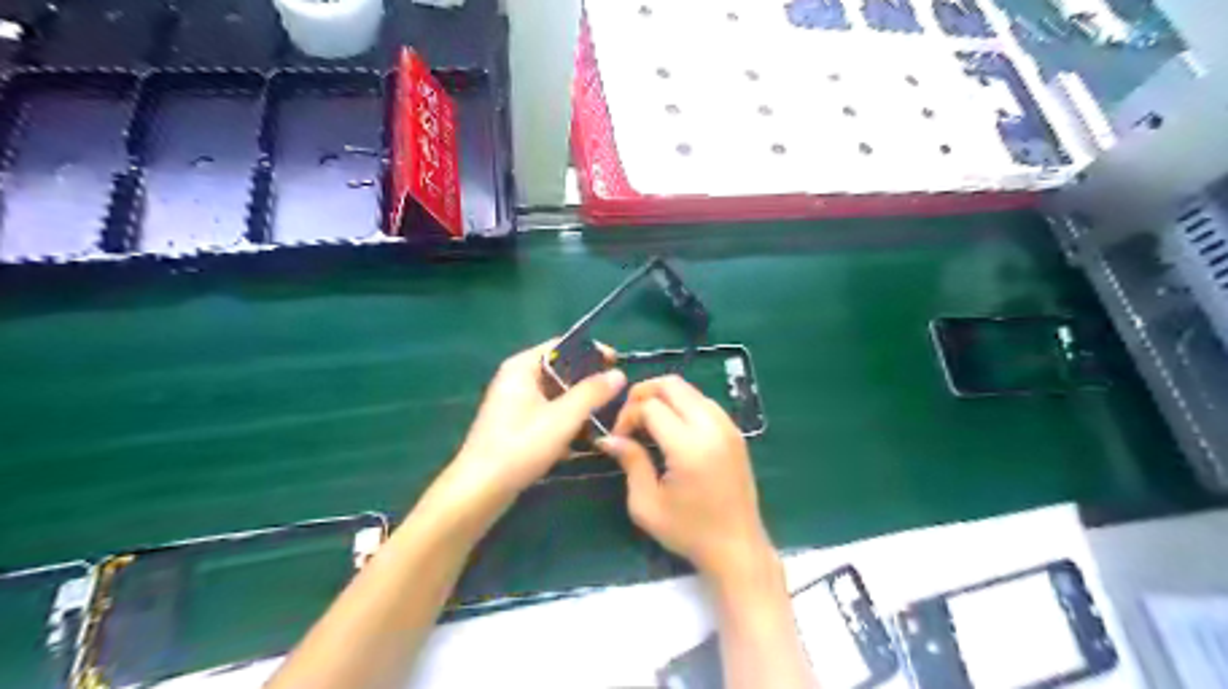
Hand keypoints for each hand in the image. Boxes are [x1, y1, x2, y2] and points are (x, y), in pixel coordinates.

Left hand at [428, 338, 625, 523]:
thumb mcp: (563, 418)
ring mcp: (515, 403)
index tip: (617, 362)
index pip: (562, 346)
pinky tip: (584, 438)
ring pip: (556, 395)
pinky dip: (566, 420)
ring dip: (579, 404)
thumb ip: (592, 393)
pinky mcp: (516, 425)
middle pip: (560, 370)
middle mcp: (516, 379)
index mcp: (522, 367)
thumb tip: (618, 374)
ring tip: (606, 416)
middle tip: (616, 393)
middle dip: (588, 382)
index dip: (591, 351)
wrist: (480, 489)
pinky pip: (548, 413)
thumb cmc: (521, 446)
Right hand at [598, 377, 773, 580]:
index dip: (627, 415)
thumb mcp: (647, 504)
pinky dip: (683, 404)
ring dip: (664, 397)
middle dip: (643, 394)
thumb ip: (630, 462)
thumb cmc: (689, 532)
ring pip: (689, 389)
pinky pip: (704, 402)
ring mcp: (728, 427)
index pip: (650, 406)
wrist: (737, 548)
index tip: (619, 438)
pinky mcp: (735, 432)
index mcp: (689, 447)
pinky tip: (672, 429)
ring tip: (649, 424)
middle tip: (630, 420)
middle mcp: (711, 427)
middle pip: (671, 384)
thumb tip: (608, 438)